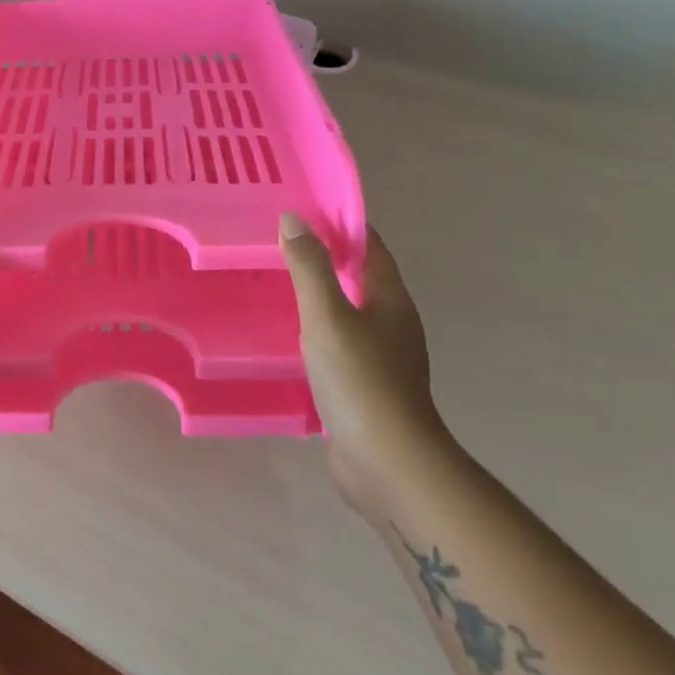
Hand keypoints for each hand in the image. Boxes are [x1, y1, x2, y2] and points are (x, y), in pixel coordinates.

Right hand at [280, 213, 450, 510]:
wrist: (388, 464)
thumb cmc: (360, 379)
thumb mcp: (327, 315)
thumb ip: (309, 267)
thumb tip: (294, 219)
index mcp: (391, 299)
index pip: (370, 247)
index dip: (343, 225)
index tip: (306, 210)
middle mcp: (393, 324)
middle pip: (362, 278)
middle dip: (328, 259)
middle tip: (283, 244)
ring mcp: (384, 359)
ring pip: (351, 313)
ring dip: (323, 297)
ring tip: (280, 285)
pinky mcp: (369, 389)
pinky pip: (342, 346)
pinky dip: (320, 333)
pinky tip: (293, 338)